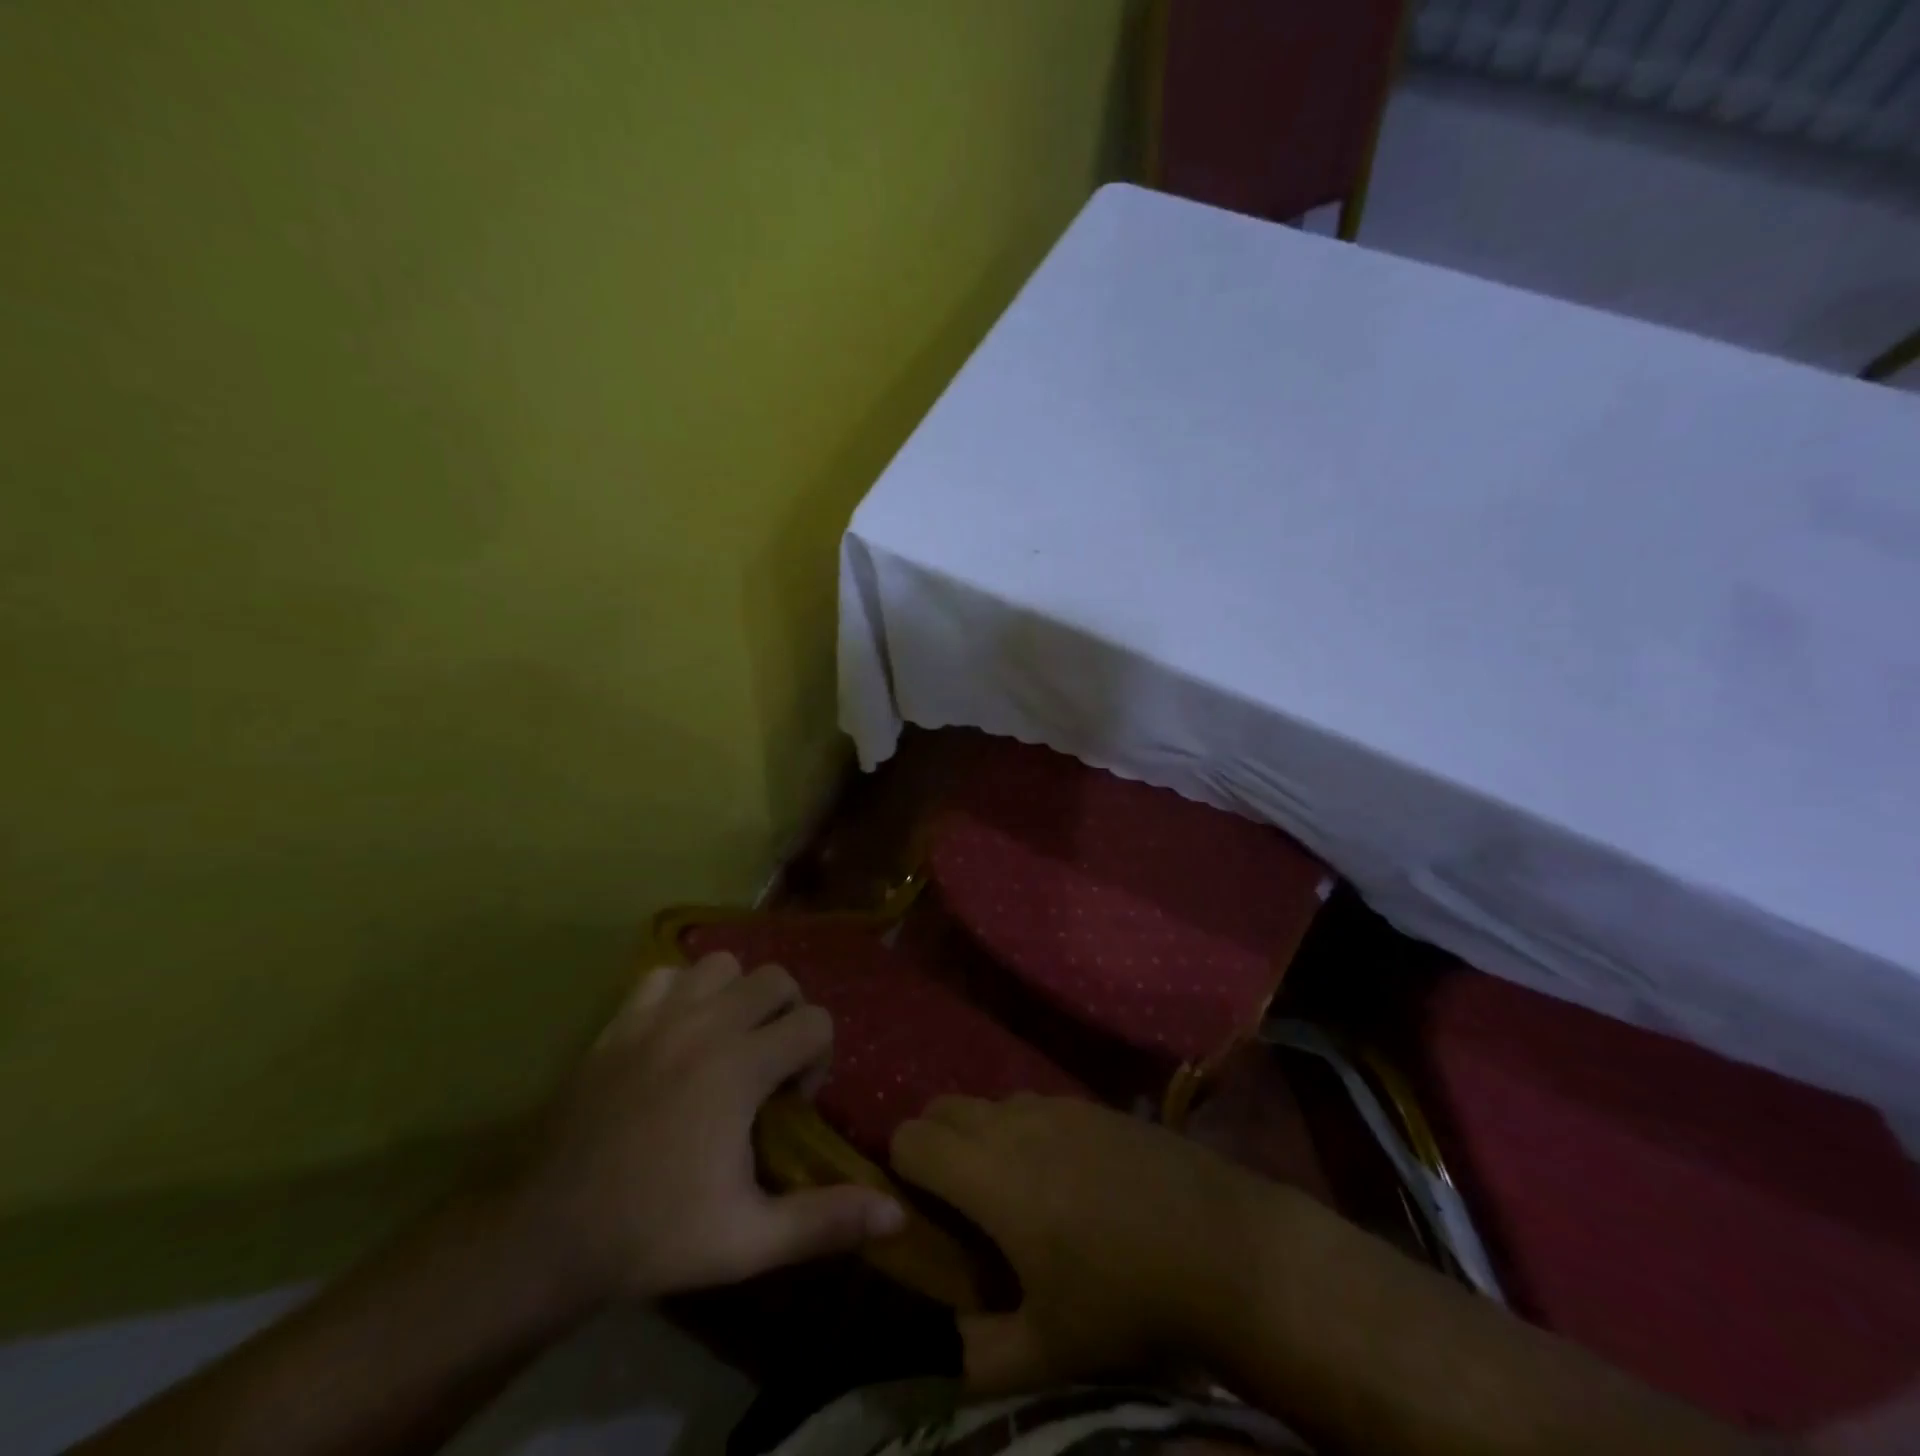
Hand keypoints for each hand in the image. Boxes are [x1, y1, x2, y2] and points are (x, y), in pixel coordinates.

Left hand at [508, 952, 904, 1304]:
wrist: (548, 1235)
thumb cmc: (655, 1234)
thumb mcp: (748, 1241)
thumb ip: (825, 1220)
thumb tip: (898, 1217)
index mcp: (741, 1067)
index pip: (815, 1021)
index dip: (818, 1058)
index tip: (794, 1102)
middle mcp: (706, 1025)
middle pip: (776, 978)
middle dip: (788, 1015)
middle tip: (768, 1067)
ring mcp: (657, 1017)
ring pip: (722, 963)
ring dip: (737, 995)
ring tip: (727, 1042)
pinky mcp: (618, 1022)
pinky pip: (665, 975)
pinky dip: (682, 991)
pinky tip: (678, 1033)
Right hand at [890, 1095, 1275, 1393]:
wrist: (1223, 1244)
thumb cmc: (1128, 1299)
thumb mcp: (1051, 1351)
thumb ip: (983, 1355)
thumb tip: (955, 1337)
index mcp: (991, 1175)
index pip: (911, 1138)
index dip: (900, 1168)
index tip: (917, 1209)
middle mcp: (1015, 1124)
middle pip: (943, 1106)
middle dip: (934, 1143)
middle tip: (956, 1200)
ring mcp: (1057, 1105)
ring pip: (991, 1102)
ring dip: (981, 1134)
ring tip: (1010, 1188)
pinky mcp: (1092, 1103)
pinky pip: (1035, 1104)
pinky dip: (1023, 1129)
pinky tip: (1062, 1175)